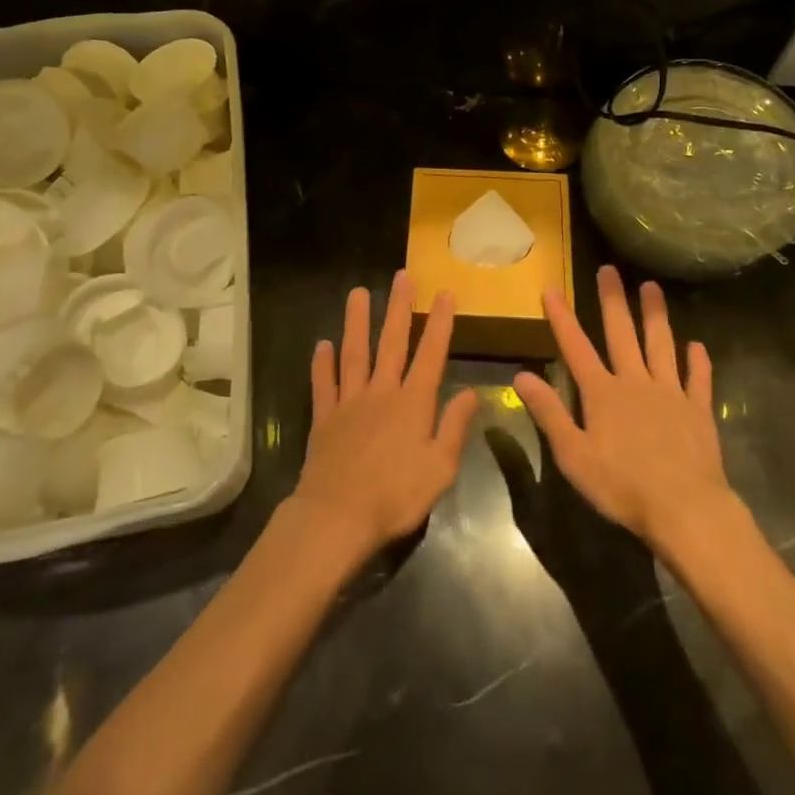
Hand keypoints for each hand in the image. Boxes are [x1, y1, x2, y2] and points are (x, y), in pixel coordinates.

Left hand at [292, 272, 479, 562]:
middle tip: (402, 277)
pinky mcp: (324, 418)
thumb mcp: (440, 468)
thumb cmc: (395, 496)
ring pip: (354, 353)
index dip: (439, 322)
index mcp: (413, 403)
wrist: (337, 517)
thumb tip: (472, 392)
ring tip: (358, 293)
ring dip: (357, 322)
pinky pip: (324, 385)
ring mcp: (350, 402)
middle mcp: (381, 392)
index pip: (430, 353)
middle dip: (399, 307)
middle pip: (391, 342)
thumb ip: (455, 427)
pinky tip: (322, 345)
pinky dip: (322, 364)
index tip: (444, 292)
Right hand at [514, 266, 734, 548]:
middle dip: (612, 300)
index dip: (562, 317)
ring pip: (661, 345)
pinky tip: (698, 346)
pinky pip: (698, 379)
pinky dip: (698, 362)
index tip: (552, 288)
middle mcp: (635, 382)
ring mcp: (670, 393)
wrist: (686, 508)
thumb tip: (521, 376)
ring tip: (652, 287)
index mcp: (602, 393)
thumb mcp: (573, 455)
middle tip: (609, 269)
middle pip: (622, 334)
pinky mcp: (698, 411)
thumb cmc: (622, 486)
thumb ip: (549, 413)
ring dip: (656, 316)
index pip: (576, 347)